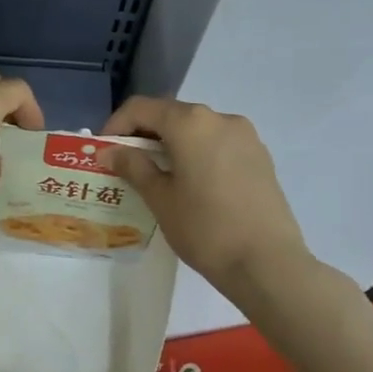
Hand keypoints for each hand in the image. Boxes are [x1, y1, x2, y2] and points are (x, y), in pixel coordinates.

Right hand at [100, 96, 313, 291]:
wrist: (267, 263)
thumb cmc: (204, 227)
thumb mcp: (159, 198)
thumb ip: (133, 167)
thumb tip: (110, 151)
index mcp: (190, 123)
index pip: (141, 108)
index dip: (116, 125)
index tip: (105, 151)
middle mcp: (219, 118)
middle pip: (171, 115)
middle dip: (144, 134)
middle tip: (126, 164)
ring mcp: (245, 136)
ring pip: (196, 130)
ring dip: (172, 144)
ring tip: (158, 176)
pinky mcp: (260, 157)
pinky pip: (218, 144)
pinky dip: (197, 154)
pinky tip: (191, 184)